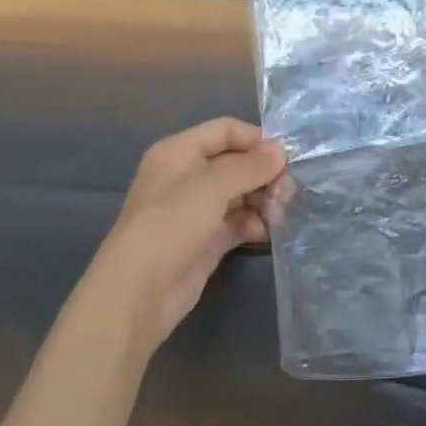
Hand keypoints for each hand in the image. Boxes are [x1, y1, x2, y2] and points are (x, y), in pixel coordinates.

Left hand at [79, 118, 290, 350]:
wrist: (138, 294)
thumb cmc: (170, 226)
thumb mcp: (212, 187)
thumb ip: (250, 165)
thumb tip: (281, 150)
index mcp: (180, 152)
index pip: (226, 131)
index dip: (256, 140)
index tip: (286, 158)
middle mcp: (188, 176)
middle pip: (237, 163)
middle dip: (264, 175)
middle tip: (286, 193)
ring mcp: (197, 210)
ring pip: (241, 193)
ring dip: (263, 200)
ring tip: (276, 215)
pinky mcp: (207, 240)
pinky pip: (239, 221)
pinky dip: (254, 223)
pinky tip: (264, 232)